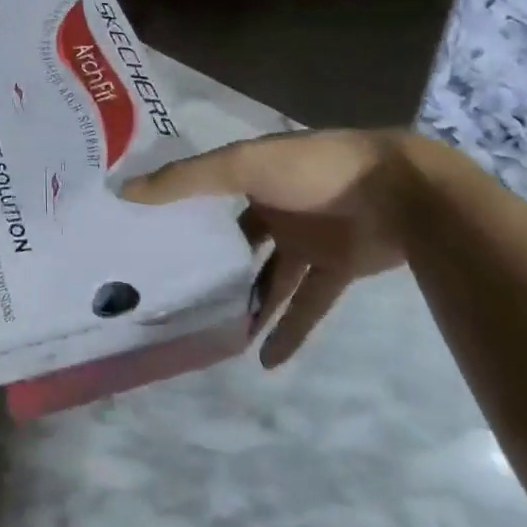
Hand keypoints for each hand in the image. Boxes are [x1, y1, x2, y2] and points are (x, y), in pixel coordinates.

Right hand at [124, 129, 429, 367]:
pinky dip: (290, 330)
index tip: (146, 240)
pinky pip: (309, 303)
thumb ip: (188, 180)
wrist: (401, 192)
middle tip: (176, 297)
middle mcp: (276, 206)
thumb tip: (125, 191)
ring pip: (271, 279)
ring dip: (250, 306)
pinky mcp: (337, 268)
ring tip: (217, 337)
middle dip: (214, 267)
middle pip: (237, 242)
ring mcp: (308, 240)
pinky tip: (265, 361)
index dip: (179, 214)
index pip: (206, 196)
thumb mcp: (243, 165)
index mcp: (252, 176)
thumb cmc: (315, 169)